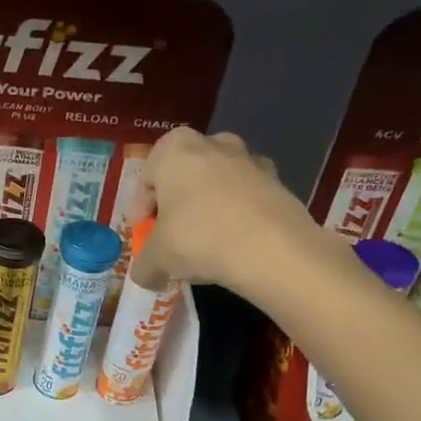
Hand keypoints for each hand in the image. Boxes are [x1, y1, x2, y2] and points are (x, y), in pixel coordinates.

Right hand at [135, 127, 325, 299]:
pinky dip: (237, 216)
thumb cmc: (199, 239)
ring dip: (208, 209)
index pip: (146, 179)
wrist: (273, 250)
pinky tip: (235, 245)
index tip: (145, 237)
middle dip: (176, 205)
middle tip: (172, 237)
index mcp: (174, 150)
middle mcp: (212, 144)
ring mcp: (250, 160)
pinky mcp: (279, 182)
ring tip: (205, 244)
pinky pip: (246, 198)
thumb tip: (145, 276)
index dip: (141, 211)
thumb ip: (144, 265)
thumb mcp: (156, 259)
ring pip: (217, 185)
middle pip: (183, 176)